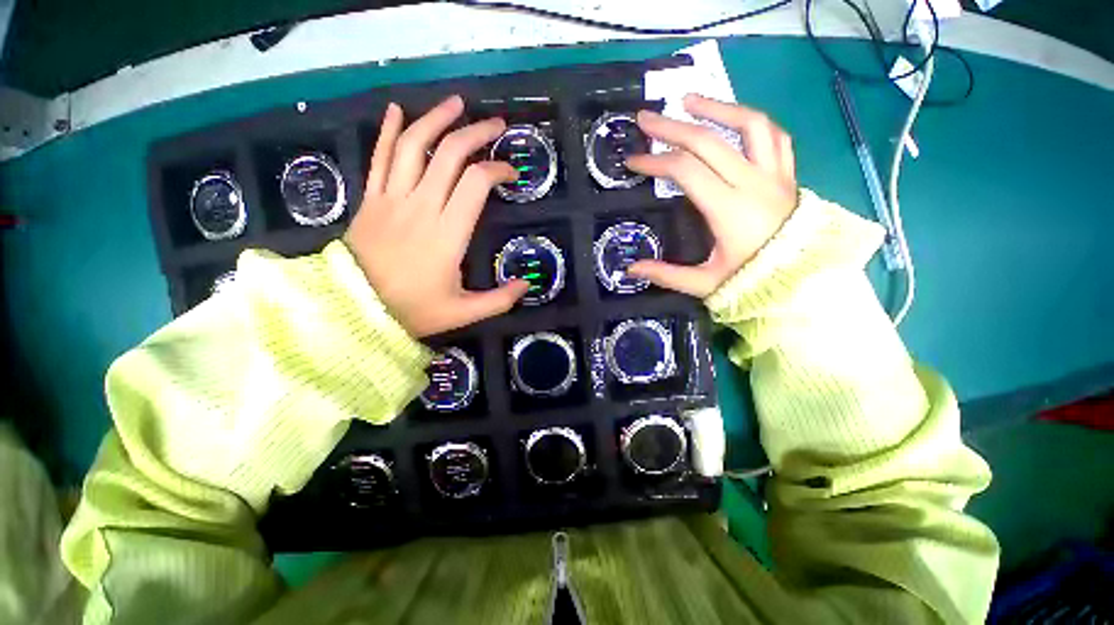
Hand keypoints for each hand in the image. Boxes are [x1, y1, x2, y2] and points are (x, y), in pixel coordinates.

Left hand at [345, 95, 528, 337]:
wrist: (353, 309)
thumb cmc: (412, 310)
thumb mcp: (463, 312)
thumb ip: (499, 300)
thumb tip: (527, 285)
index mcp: (447, 234)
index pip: (477, 183)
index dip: (498, 170)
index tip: (511, 173)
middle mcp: (421, 207)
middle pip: (450, 154)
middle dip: (476, 133)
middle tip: (495, 124)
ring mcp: (392, 199)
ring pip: (413, 145)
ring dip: (435, 119)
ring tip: (455, 103)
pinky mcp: (371, 199)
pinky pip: (379, 157)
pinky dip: (388, 131)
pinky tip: (396, 110)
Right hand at [625, 94, 798, 297]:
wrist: (804, 281)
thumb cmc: (752, 282)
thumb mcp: (704, 283)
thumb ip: (666, 275)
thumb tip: (631, 269)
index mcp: (729, 209)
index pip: (686, 171)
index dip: (656, 162)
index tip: (634, 162)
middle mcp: (753, 182)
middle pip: (708, 140)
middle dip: (671, 127)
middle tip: (645, 119)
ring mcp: (775, 173)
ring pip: (749, 123)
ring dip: (716, 107)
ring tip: (689, 101)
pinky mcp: (787, 173)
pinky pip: (774, 135)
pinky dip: (751, 120)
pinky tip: (732, 117)